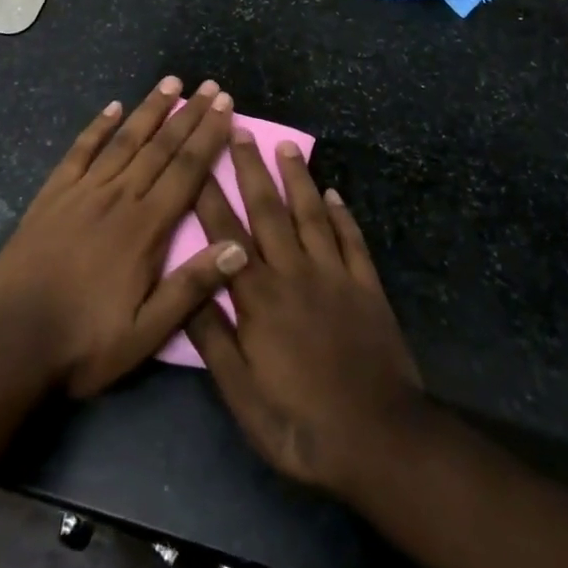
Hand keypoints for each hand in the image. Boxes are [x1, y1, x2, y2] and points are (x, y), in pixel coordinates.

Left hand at [0, 77, 249, 397]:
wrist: (10, 344)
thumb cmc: (84, 343)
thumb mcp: (146, 332)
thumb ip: (191, 287)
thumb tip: (239, 247)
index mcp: (145, 228)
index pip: (186, 170)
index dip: (208, 135)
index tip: (226, 106)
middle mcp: (118, 197)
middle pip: (160, 147)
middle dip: (188, 115)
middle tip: (209, 86)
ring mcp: (82, 192)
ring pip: (124, 140)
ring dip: (149, 109)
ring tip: (170, 83)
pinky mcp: (52, 195)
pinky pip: (79, 151)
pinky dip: (98, 127)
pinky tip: (112, 107)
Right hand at [186, 131, 423, 494]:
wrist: (379, 438)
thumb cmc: (301, 423)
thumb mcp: (242, 396)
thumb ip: (214, 339)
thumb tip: (188, 289)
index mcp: (258, 298)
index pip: (226, 236)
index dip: (210, 196)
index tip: (199, 159)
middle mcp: (294, 273)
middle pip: (268, 211)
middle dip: (251, 169)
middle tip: (239, 129)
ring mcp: (334, 275)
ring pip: (311, 215)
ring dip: (297, 179)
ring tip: (285, 146)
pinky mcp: (366, 286)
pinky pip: (351, 240)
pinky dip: (342, 214)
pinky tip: (334, 193)